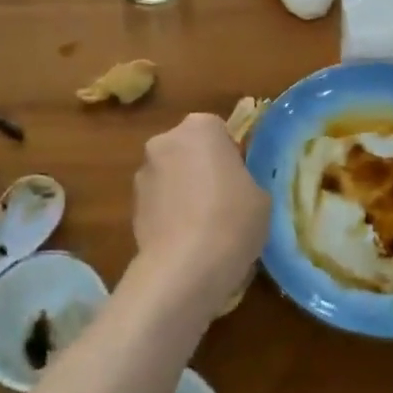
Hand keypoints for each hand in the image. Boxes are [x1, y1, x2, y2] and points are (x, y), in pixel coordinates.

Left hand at [132, 114, 269, 310]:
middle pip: (188, 150)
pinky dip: (169, 215)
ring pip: (170, 177)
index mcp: (200, 127)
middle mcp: (165, 141)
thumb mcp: (261, 195)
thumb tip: (232, 187)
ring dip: (182, 192)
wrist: (186, 265)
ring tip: (203, 228)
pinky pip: (158, 204)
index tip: (240, 180)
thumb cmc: (233, 218)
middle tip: (224, 201)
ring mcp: (143, 174)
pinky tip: (186, 242)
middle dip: (201, 169)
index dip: (230, 155)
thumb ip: (244, 179)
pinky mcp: (131, 207)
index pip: (218, 130)